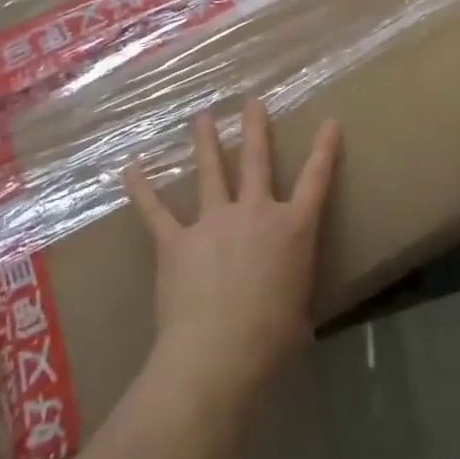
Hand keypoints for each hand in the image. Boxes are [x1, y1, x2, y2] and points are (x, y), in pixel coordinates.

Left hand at [124, 102, 341, 416]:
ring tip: (202, 116)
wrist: (218, 356)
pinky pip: (155, 211)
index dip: (325, 150)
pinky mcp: (177, 241)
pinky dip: (141, 189)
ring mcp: (214, 222)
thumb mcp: (299, 315)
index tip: (329, 121)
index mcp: (293, 230)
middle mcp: (255, 213)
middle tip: (251, 101)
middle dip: (255, 127)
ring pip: (211, 171)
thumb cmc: (271, 343)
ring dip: (206, 141)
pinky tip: (131, 168)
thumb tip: (290, 305)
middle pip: (257, 159)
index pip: (317, 180)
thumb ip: (294, 296)